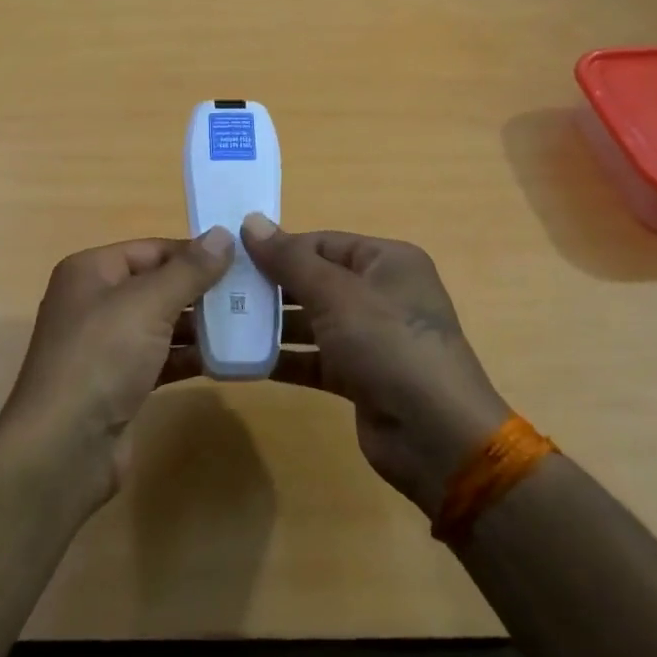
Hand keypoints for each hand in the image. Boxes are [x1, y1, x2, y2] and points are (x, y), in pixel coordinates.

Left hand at [0, 229, 233, 510]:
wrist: (65, 447)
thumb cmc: (102, 358)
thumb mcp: (148, 304)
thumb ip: (189, 270)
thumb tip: (222, 234)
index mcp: (90, 271)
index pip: (151, 249)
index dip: (194, 252)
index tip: (242, 260)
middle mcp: (94, 302)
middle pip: (157, 285)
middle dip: (201, 289)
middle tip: (252, 293)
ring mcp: (105, 346)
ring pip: (160, 323)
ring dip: (200, 325)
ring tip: (248, 324)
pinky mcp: (118, 383)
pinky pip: (160, 358)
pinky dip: (188, 356)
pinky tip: (225, 360)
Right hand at [242, 216, 510, 517]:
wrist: (436, 436)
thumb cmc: (388, 346)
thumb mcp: (337, 295)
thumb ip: (290, 260)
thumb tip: (251, 221)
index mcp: (387, 262)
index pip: (324, 243)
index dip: (280, 247)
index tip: (233, 255)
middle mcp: (382, 294)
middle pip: (316, 280)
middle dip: (272, 286)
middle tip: (221, 290)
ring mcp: (372, 338)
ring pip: (313, 320)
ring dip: (274, 323)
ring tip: (224, 322)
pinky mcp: (360, 376)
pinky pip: (315, 358)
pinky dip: (286, 358)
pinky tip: (245, 360)